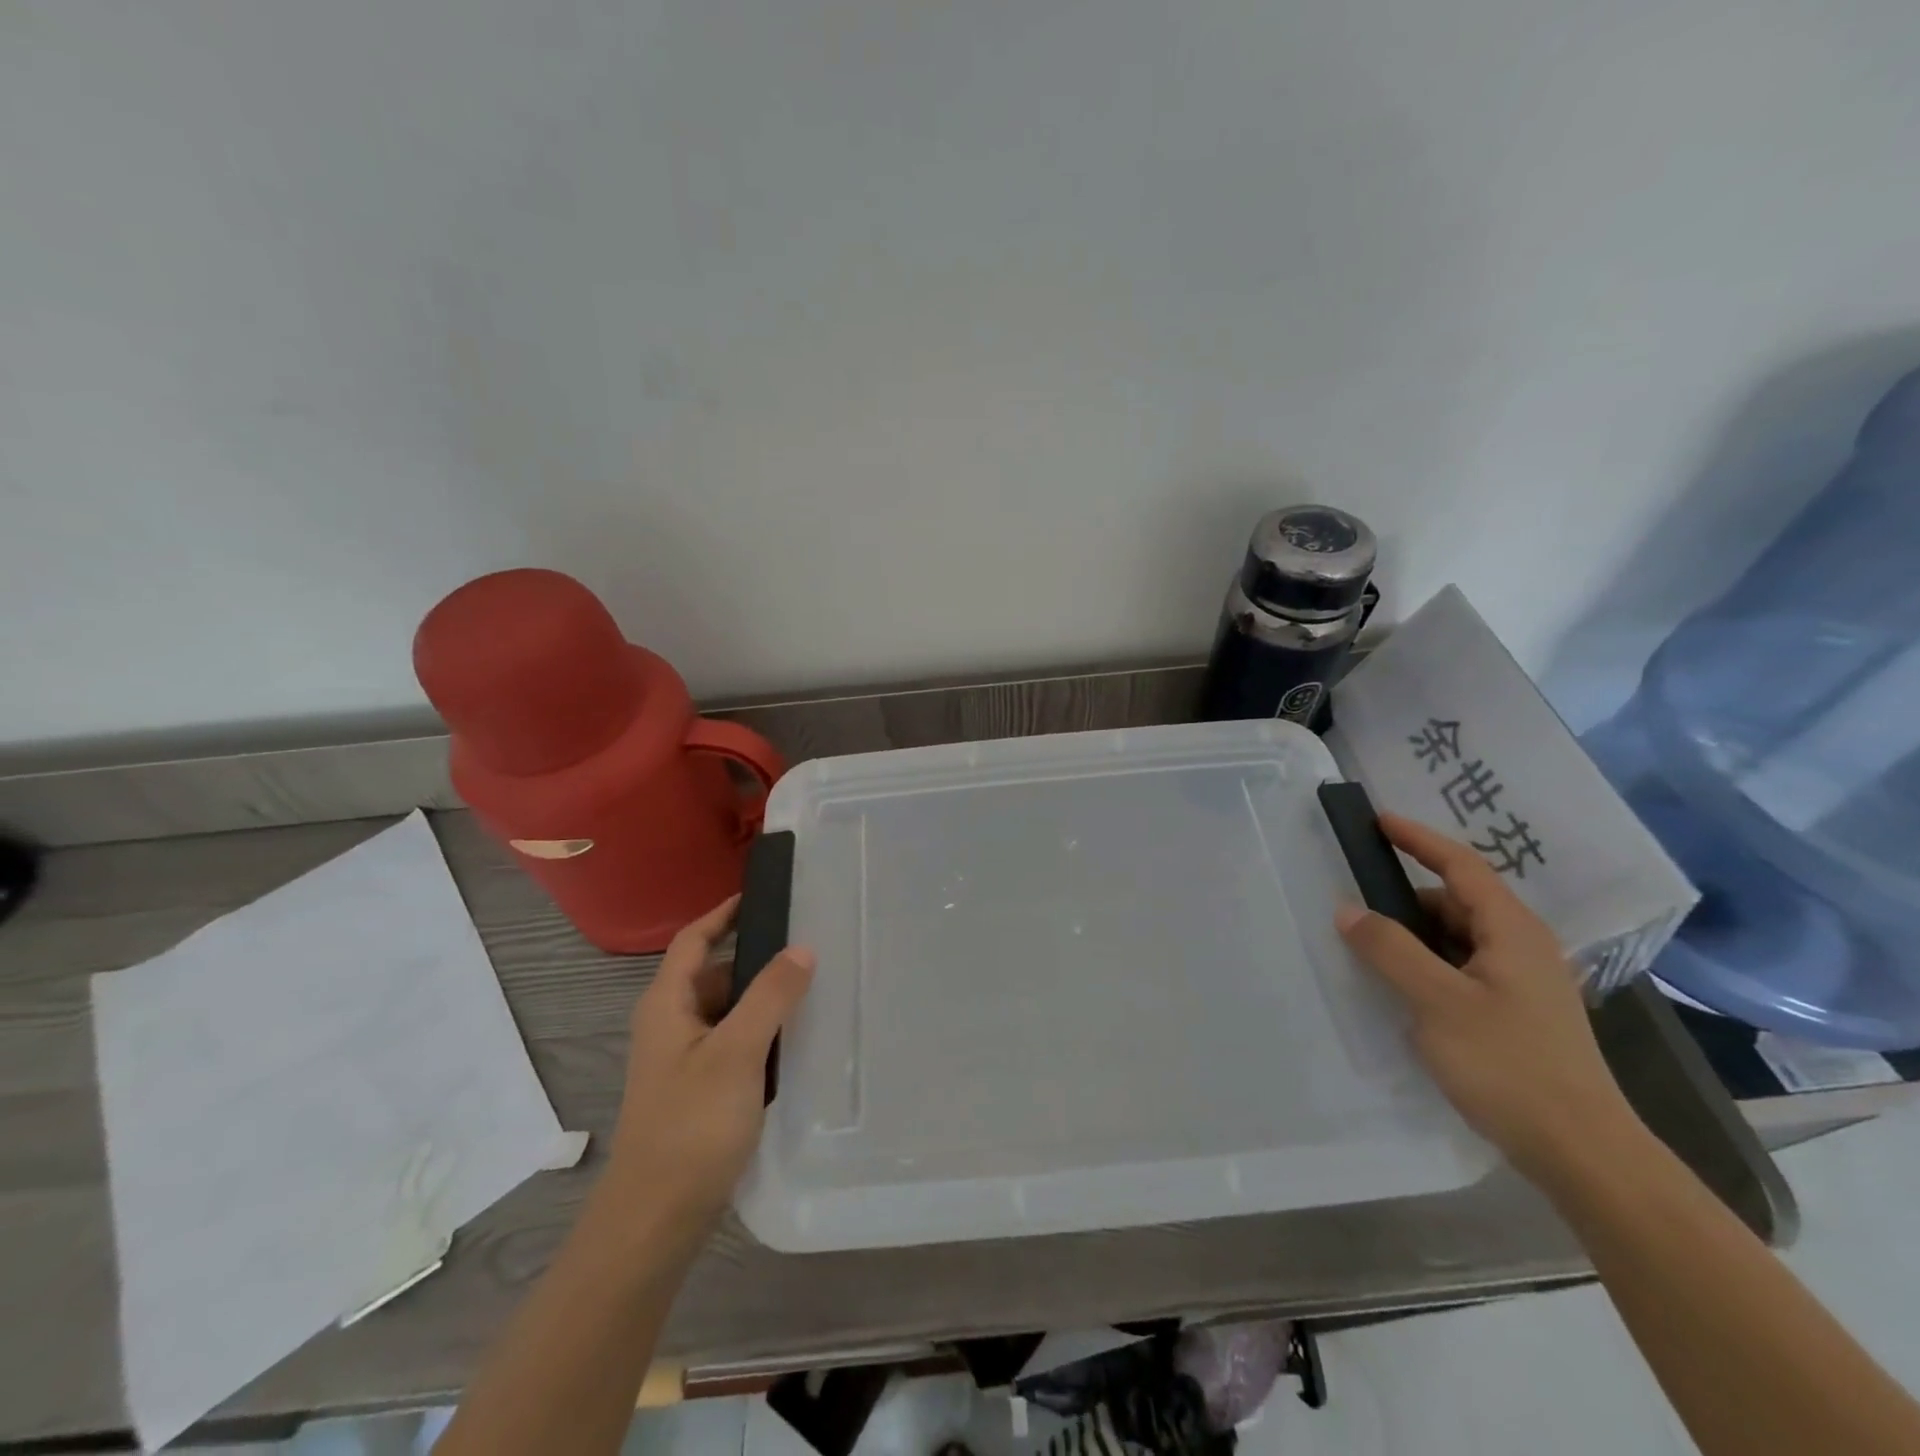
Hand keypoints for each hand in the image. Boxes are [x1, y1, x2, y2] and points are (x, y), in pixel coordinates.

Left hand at [601, 896, 814, 1233]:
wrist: (655, 1220)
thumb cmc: (691, 1125)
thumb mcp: (736, 1052)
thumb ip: (770, 996)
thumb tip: (801, 947)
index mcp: (667, 1004)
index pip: (694, 939)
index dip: (724, 913)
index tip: (763, 894)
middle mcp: (670, 1024)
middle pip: (714, 973)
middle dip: (755, 958)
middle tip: (807, 946)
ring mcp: (682, 1060)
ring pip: (726, 1011)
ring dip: (761, 999)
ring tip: (811, 989)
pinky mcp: (698, 1089)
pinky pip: (732, 1042)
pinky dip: (759, 1033)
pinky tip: (794, 1042)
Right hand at [1335, 813, 1641, 1184]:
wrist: (1582, 1152)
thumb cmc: (1509, 1065)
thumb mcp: (1437, 1002)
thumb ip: (1389, 950)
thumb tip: (1348, 910)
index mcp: (1511, 931)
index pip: (1462, 866)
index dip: (1419, 839)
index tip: (1378, 821)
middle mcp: (1521, 947)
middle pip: (1457, 901)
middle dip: (1407, 897)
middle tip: (1358, 904)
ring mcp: (1522, 983)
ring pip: (1459, 937)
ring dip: (1416, 935)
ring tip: (1372, 949)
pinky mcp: (1516, 1014)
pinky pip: (1462, 968)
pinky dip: (1429, 964)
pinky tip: (1403, 988)